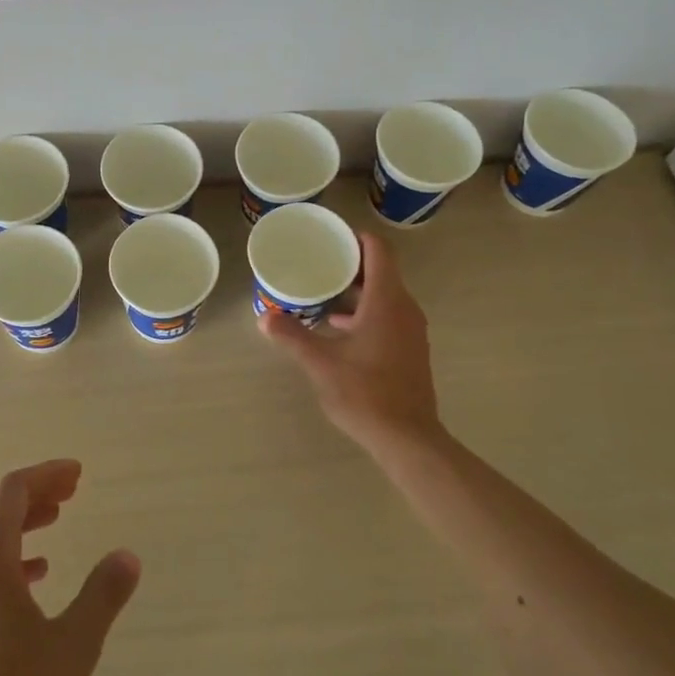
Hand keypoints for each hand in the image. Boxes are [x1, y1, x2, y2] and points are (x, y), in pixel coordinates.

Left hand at [0, 460, 140, 675]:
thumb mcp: (73, 646)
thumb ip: (102, 596)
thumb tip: (127, 555)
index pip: (12, 492)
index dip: (46, 475)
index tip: (78, 474)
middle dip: (33, 492)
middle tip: (70, 492)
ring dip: (20, 523)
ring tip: (55, 523)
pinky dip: (10, 558)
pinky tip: (35, 579)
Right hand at [260, 230, 442, 450]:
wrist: (407, 438)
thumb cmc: (365, 393)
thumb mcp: (320, 363)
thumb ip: (292, 336)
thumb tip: (263, 317)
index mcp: (387, 301)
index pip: (379, 251)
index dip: (356, 238)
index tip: (331, 237)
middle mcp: (404, 309)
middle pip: (381, 271)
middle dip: (350, 264)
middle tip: (317, 262)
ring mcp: (411, 331)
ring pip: (384, 296)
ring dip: (356, 291)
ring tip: (322, 293)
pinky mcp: (410, 350)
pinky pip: (388, 316)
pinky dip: (365, 312)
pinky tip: (338, 329)